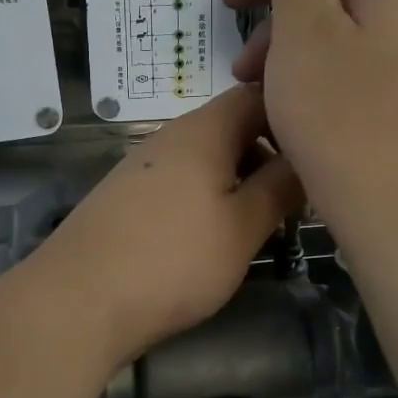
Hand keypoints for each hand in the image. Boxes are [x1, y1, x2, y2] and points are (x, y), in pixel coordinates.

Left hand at [36, 86, 302, 364]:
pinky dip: (206, 200)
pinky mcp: (126, 199)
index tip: (319, 146)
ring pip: (205, 160)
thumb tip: (307, 159)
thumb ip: (280, 188)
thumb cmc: (174, 259)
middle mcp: (169, 138)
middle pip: (230, 128)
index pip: (255, 95)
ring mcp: (142, 168)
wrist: (78, 302)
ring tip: (261, 224)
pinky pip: (180, 184)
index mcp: (203, 131)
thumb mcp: (242, 227)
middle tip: (297, 196)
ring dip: (238, 182)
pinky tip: (212, 239)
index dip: (291, 112)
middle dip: (268, 155)